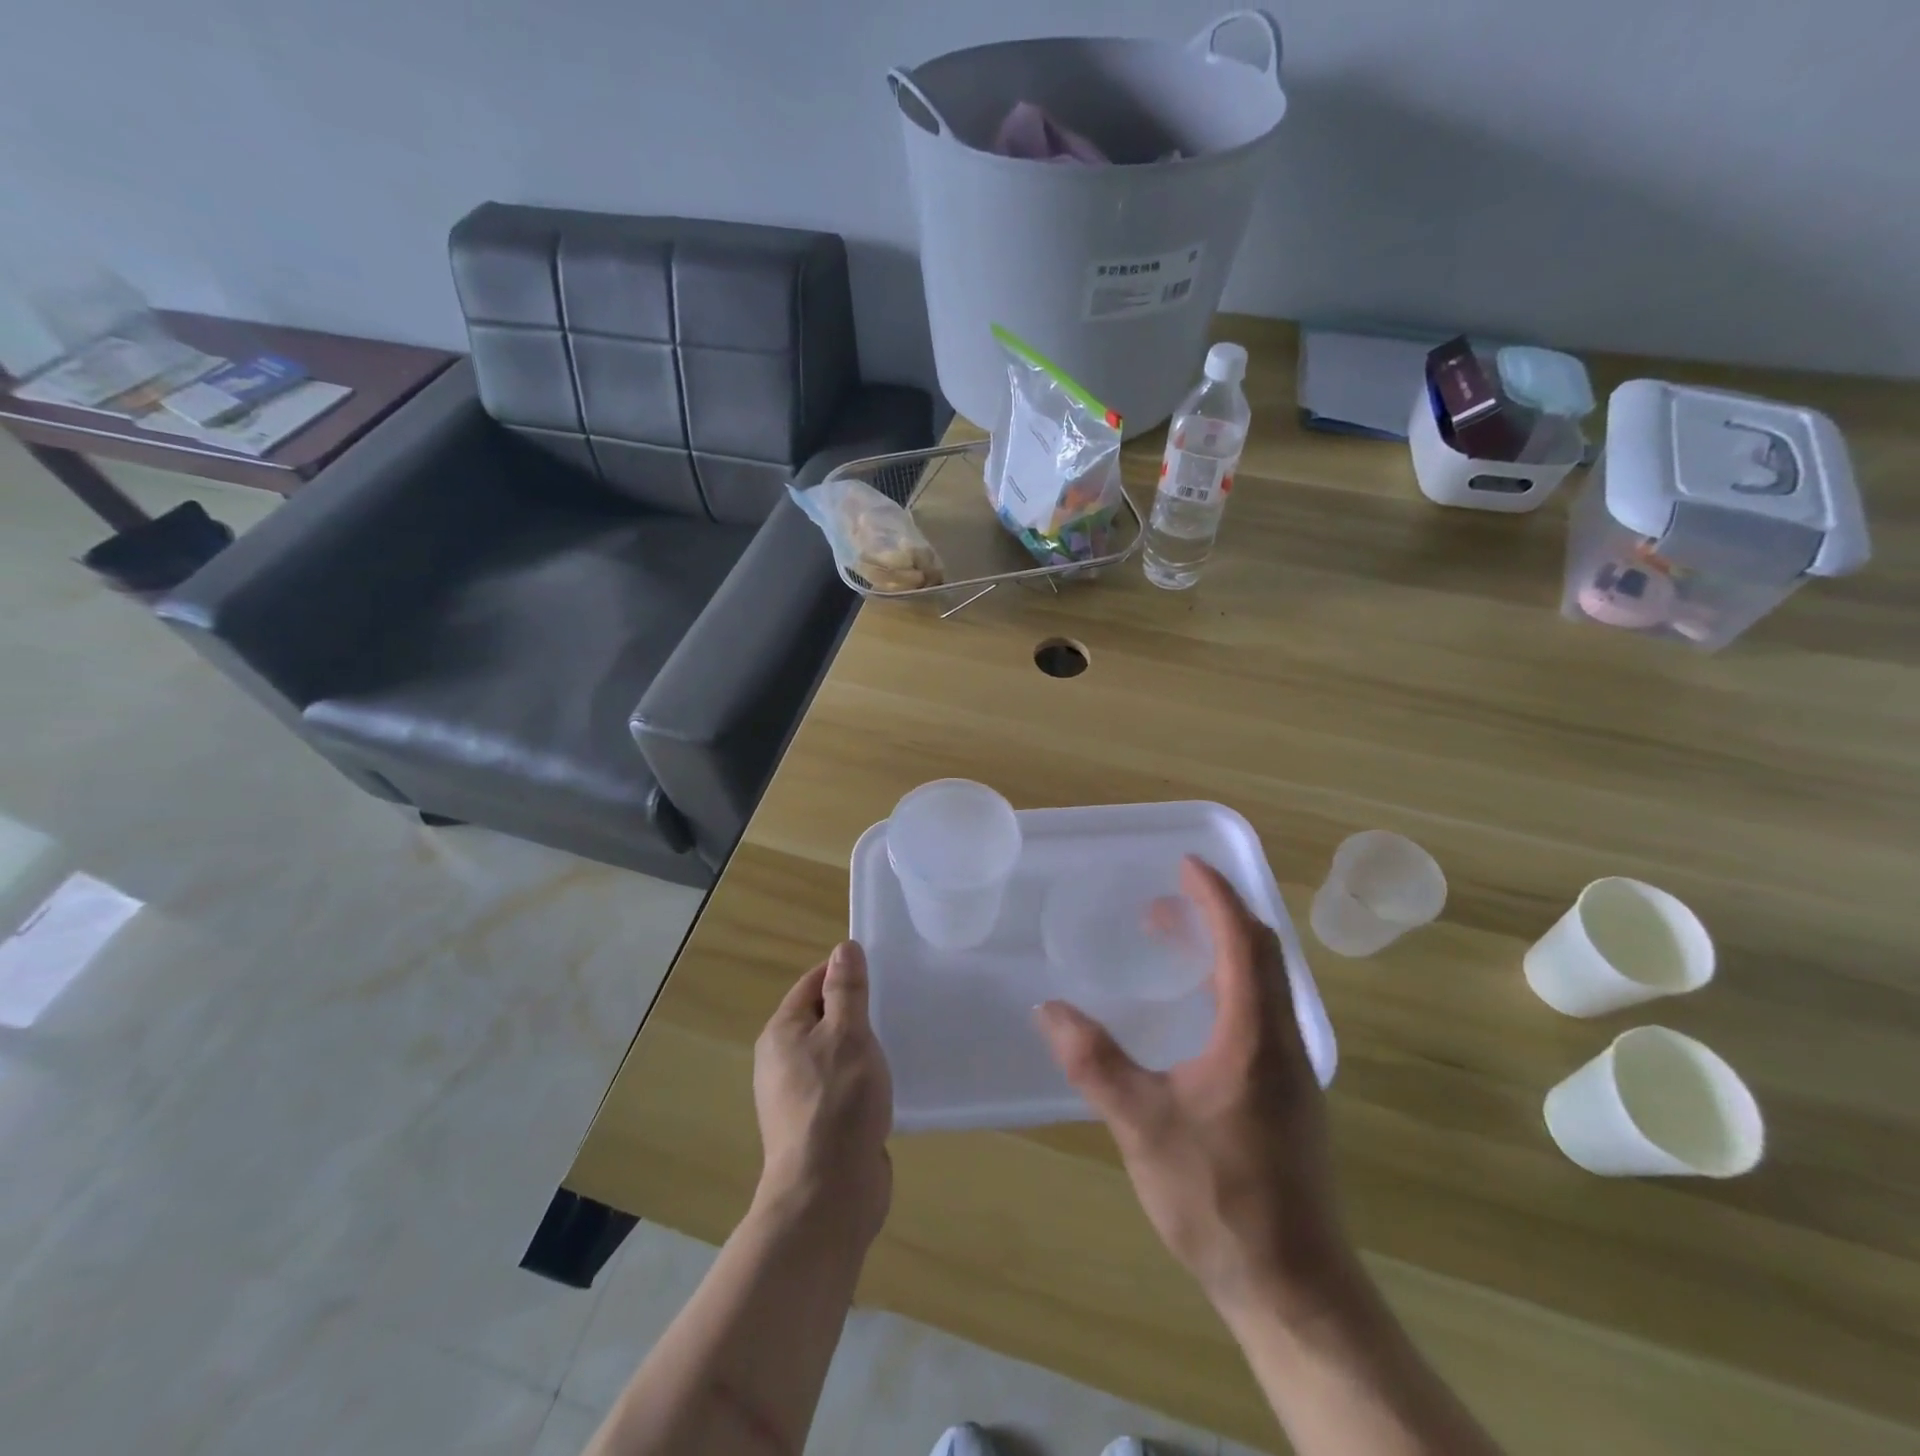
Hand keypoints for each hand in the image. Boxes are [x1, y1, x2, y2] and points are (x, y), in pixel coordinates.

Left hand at [752, 941, 893, 1245]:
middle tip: (897, 1002)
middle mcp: (783, 1061)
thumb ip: (847, 990)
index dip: (844, 973)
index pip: (813, 984)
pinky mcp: (820, 1125)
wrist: (829, 1195)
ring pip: (836, 1053)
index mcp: (782, 1033)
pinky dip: (865, 1078)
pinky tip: (891, 1080)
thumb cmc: (838, 1102)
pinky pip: (844, 1085)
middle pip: (824, 1018)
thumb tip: (843, 949)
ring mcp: (799, 1096)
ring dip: (864, 1046)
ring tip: (900, 1038)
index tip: (882, 971)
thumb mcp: (848, 1034)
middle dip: (858, 1010)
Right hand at [1035, 857, 1351, 1318]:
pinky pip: (1262, 1012)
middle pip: (1264, 953)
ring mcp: (1292, 1071)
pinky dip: (1231, 984)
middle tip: (1173, 897)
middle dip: (1221, 914)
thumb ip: (1096, 1063)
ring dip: (1227, 948)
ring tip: (1177, 939)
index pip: (1244, 941)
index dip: (1216, 896)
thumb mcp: (1144, 1125)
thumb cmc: (1220, 1197)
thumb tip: (1049, 1008)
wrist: (1294, 1287)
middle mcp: (1283, 1041)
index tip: (1186, 864)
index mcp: (1256, 1035)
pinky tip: (1195, 1010)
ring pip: (1266, 983)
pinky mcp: (1287, 1097)